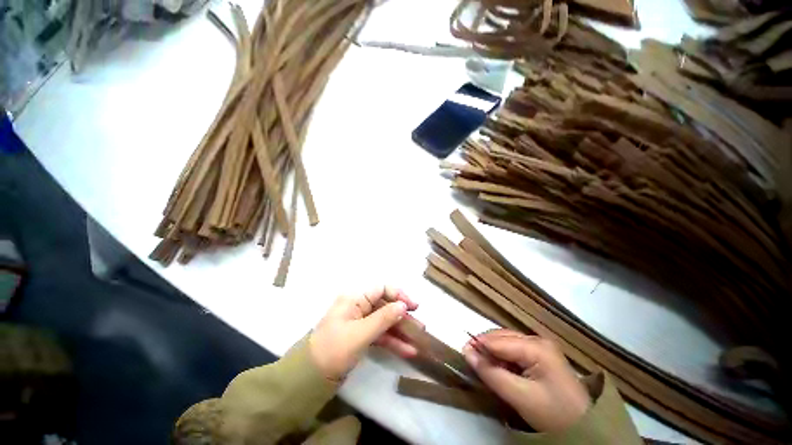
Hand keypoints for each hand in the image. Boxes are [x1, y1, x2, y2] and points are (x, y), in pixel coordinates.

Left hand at [309, 287, 419, 380]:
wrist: (310, 379)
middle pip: (385, 306)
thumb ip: (383, 318)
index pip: (381, 289)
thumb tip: (403, 306)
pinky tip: (407, 350)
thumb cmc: (333, 350)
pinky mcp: (361, 337)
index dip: (398, 295)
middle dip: (402, 315)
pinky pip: (380, 335)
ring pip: (384, 321)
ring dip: (400, 330)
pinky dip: (392, 341)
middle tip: (420, 326)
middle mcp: (359, 307)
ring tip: (418, 340)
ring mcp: (360, 323)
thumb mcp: (360, 334)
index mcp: (355, 299)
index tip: (413, 307)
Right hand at [463, 329, 589, 431]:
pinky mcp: (541, 356)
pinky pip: (514, 351)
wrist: (584, 428)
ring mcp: (541, 347)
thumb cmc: (553, 413)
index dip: (479, 345)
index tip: (462, 352)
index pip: (499, 341)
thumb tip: (467, 353)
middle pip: (502, 337)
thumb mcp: (519, 396)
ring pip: (507, 343)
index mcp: (536, 346)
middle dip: (485, 347)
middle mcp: (537, 340)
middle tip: (470, 359)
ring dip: (493, 352)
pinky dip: (503, 358)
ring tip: (482, 364)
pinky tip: (498, 367)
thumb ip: (491, 373)